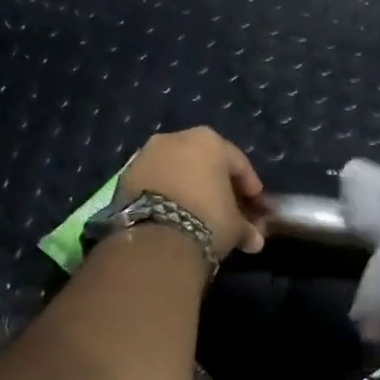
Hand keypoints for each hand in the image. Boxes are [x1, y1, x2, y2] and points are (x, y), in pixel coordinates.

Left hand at [121, 128, 267, 258]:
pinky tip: (172, 214)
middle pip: (203, 160)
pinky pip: (154, 182)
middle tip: (225, 205)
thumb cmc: (207, 220)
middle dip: (214, 182)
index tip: (254, 202)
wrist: (156, 238)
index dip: (248, 184)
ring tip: (195, 211)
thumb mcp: (234, 226)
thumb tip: (254, 240)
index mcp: (209, 141)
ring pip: (175, 168)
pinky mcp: (124, 176)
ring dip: (187, 186)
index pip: (237, 161)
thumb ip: (246, 227)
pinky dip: (165, 194)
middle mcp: (175, 138)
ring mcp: (145, 155)